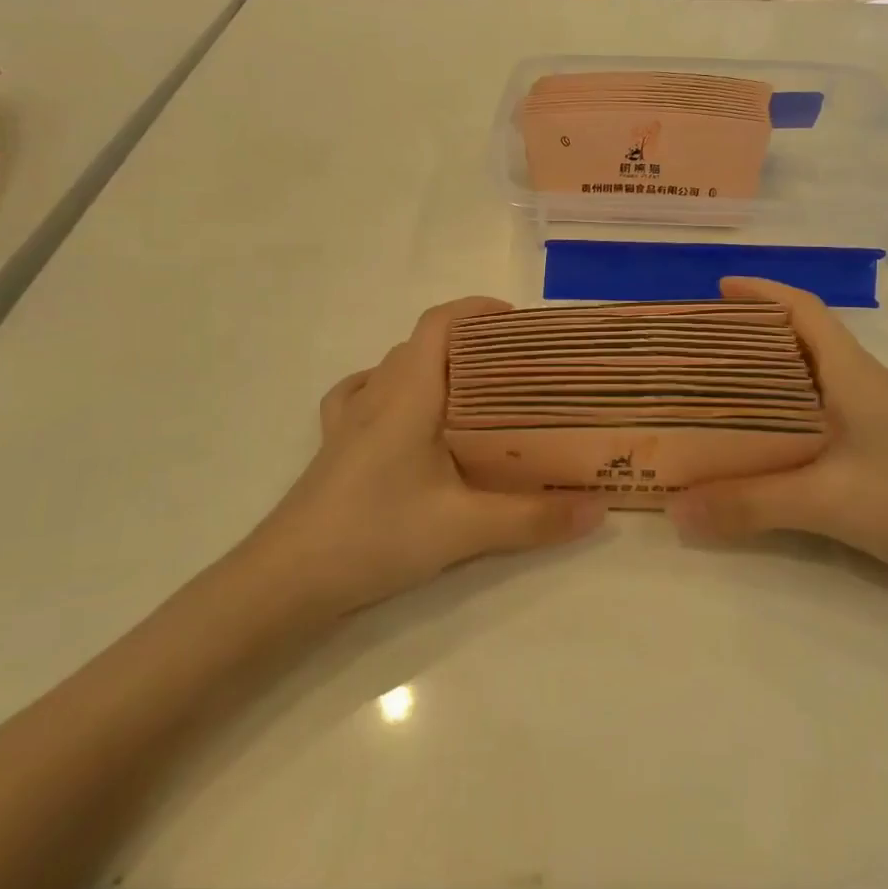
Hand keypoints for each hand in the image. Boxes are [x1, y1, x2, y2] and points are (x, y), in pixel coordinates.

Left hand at [247, 297, 604, 615]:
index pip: (439, 324)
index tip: (517, 321)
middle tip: (513, 366)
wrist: (288, 580)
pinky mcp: (334, 446)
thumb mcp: (465, 529)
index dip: (476, 309)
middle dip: (468, 341)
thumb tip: (599, 509)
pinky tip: (403, 415)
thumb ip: (534, 519)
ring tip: (470, 390)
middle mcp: (377, 395)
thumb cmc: (376, 535)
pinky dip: (389, 388)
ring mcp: (349, 420)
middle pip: (422, 343)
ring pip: (394, 367)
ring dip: (431, 363)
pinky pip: (361, 396)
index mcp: (409, 394)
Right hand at [669, 277, 887, 591]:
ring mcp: (867, 415)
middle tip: (697, 346)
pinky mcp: (870, 445)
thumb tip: (674, 508)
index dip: (762, 293)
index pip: (804, 310)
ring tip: (712, 387)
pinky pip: (811, 411)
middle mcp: (858, 383)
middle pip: (798, 338)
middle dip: (748, 332)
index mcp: (850, 372)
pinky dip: (777, 410)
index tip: (717, 290)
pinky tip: (755, 437)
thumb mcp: (825, 500)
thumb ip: (749, 503)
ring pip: (805, 376)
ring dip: (762, 372)